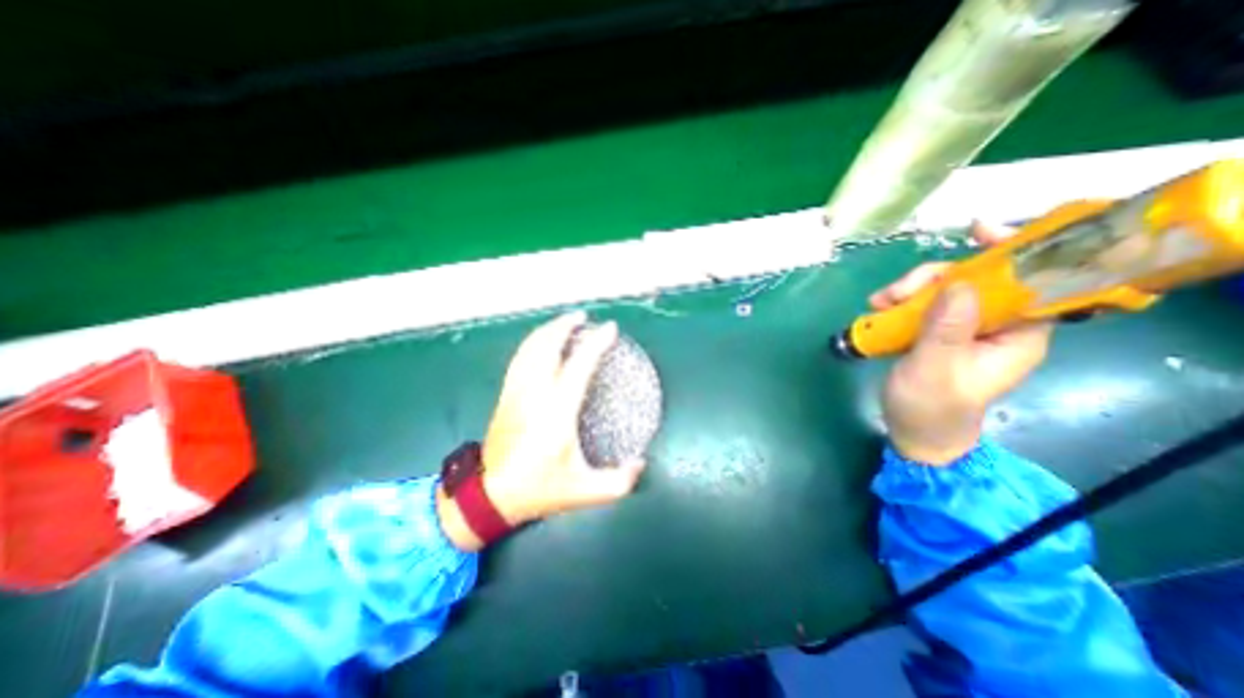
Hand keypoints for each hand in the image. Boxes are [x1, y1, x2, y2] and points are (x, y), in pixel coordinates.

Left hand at [438, 311, 652, 549]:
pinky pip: (519, 358)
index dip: (596, 343)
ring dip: (548, 330)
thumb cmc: (539, 489)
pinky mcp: (506, 394)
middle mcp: (535, 393)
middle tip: (582, 316)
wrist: (490, 495)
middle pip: (548, 345)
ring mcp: (516, 391)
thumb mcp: (584, 491)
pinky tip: (541, 342)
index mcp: (557, 412)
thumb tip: (641, 463)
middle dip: (565, 325)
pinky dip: (532, 342)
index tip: (610, 328)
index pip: (579, 365)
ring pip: (530, 347)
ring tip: (564, 323)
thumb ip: (619, 482)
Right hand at [868, 220, 1053, 465]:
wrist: (915, 432)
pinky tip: (880, 309)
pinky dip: (902, 301)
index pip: (1033, 281)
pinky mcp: (939, 331)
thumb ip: (947, 330)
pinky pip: (925, 303)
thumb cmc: (930, 408)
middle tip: (895, 293)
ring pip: (946, 289)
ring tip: (878, 305)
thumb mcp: (934, 370)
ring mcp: (965, 327)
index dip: (1012, 252)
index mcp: (1017, 335)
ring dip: (910, 290)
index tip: (979, 233)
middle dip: (935, 278)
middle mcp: (997, 325)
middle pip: (977, 279)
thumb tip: (962, 284)